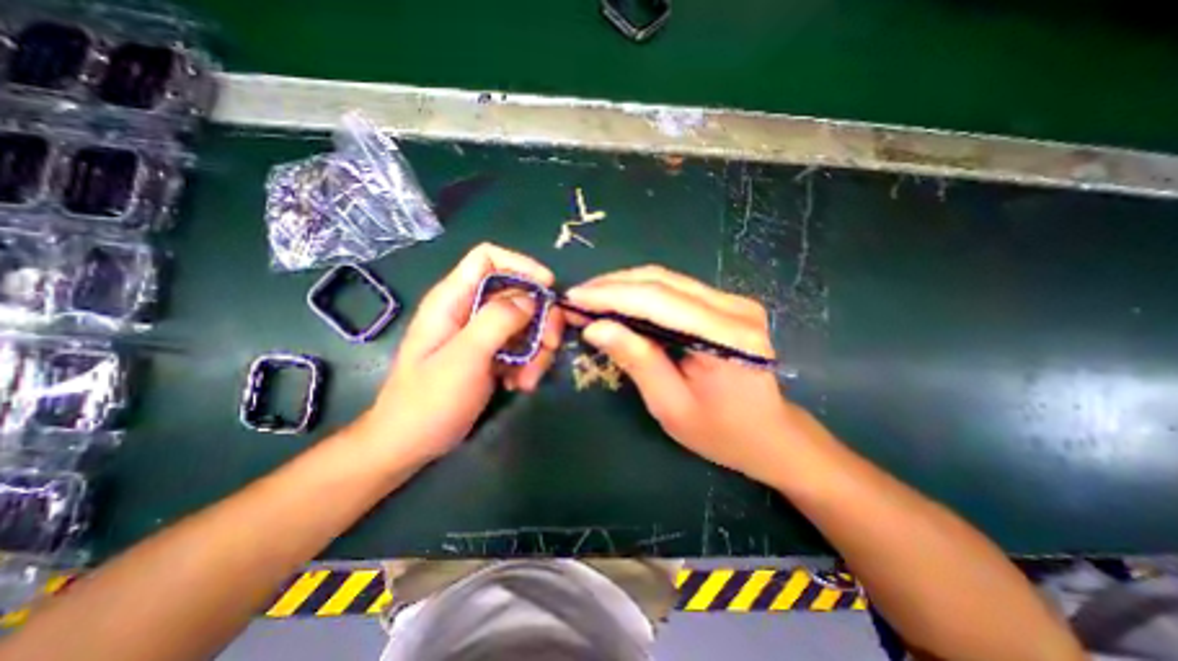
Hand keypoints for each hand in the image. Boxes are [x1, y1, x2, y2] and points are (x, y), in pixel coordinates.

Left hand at [350, 244, 561, 470]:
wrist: (411, 444)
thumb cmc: (429, 401)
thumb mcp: (465, 358)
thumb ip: (497, 321)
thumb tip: (531, 298)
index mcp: (452, 300)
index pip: (488, 258)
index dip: (520, 265)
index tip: (548, 286)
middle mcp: (469, 310)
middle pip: (517, 294)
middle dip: (540, 318)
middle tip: (550, 345)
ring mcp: (481, 334)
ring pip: (525, 323)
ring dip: (537, 350)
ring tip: (528, 380)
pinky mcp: (491, 354)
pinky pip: (522, 346)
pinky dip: (529, 364)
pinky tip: (520, 385)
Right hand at [569, 265, 814, 487]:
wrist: (769, 434)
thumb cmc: (721, 432)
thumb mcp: (671, 405)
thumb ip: (636, 360)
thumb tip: (595, 327)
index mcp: (728, 337)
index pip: (658, 300)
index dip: (610, 295)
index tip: (573, 298)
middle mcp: (735, 308)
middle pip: (662, 281)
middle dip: (612, 286)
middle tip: (577, 298)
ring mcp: (734, 301)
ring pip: (667, 280)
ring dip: (624, 286)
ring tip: (591, 299)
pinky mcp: (726, 304)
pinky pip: (675, 289)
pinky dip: (641, 293)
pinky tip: (619, 303)